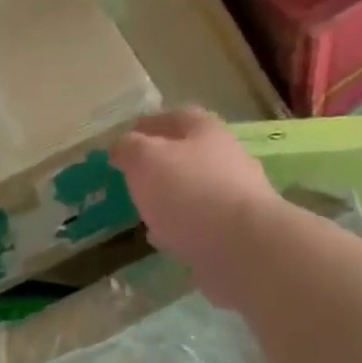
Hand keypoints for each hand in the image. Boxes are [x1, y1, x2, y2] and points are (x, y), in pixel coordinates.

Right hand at [111, 109, 275, 289]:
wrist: (241, 245)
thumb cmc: (188, 191)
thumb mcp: (144, 160)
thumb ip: (128, 148)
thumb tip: (120, 146)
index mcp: (206, 131)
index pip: (176, 116)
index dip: (149, 124)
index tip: (126, 137)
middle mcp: (227, 157)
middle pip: (190, 153)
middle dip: (161, 162)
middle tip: (133, 175)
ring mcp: (236, 195)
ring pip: (195, 189)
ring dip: (170, 196)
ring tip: (144, 208)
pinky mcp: (236, 230)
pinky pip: (201, 222)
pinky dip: (179, 226)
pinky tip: (162, 237)